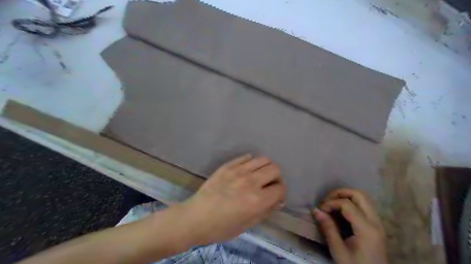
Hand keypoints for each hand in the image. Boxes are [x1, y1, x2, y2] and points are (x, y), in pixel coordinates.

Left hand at [181, 154, 284, 245]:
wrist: (196, 217)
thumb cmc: (222, 227)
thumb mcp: (248, 225)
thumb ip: (267, 210)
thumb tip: (278, 199)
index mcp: (257, 200)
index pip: (281, 187)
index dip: (281, 192)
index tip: (276, 196)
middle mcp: (251, 181)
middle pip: (275, 168)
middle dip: (276, 178)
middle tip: (269, 185)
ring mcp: (238, 170)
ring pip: (263, 159)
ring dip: (266, 168)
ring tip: (259, 176)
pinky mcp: (228, 165)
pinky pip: (247, 157)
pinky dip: (252, 163)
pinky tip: (247, 171)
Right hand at [314, 189, 388, 263]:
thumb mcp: (338, 250)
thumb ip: (328, 228)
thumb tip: (315, 210)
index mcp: (367, 229)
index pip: (347, 204)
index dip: (331, 203)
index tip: (320, 210)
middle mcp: (376, 222)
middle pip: (360, 195)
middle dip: (341, 193)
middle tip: (327, 200)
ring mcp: (378, 223)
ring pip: (364, 198)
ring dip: (346, 196)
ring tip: (332, 204)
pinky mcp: (377, 225)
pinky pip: (365, 206)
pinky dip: (352, 203)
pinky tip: (341, 211)